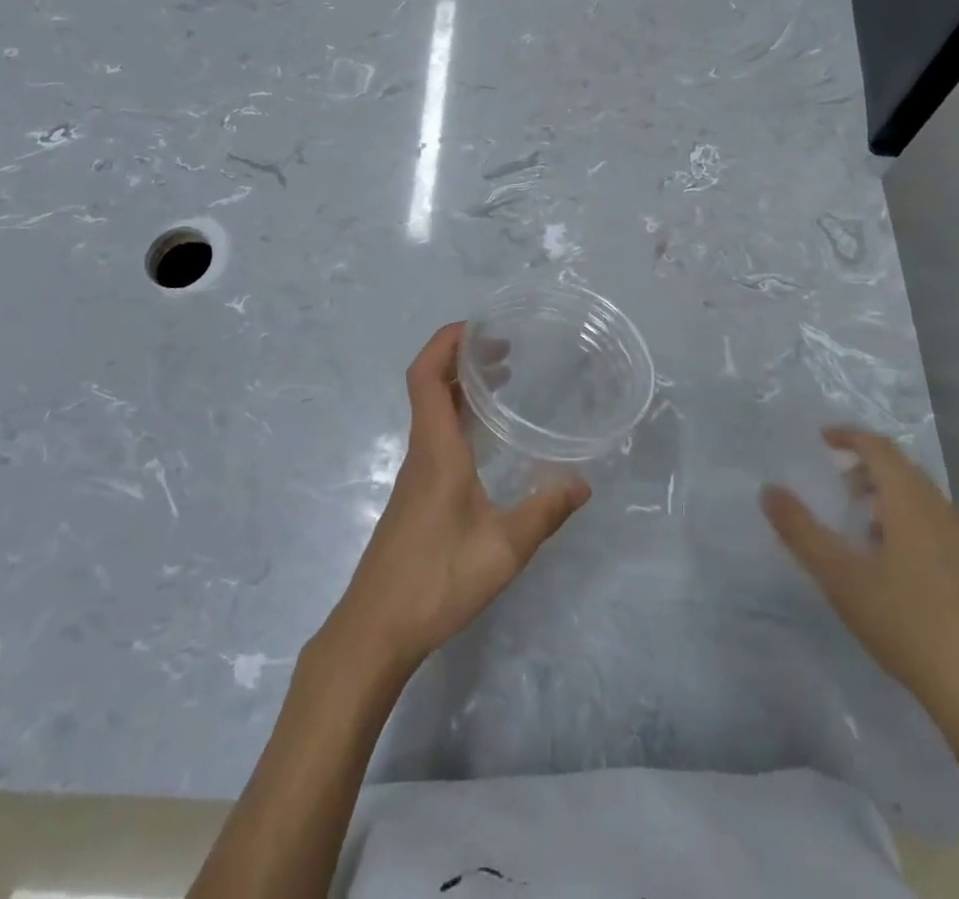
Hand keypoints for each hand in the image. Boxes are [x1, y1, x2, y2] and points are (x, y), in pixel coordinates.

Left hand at [324, 323, 590, 677]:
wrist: (375, 630)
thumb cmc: (436, 581)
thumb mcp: (503, 549)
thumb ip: (544, 512)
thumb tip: (583, 481)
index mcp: (436, 449)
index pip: (426, 375)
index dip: (446, 341)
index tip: (481, 327)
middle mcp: (422, 451)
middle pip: (429, 384)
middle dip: (461, 356)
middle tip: (505, 350)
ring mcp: (415, 474)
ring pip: (432, 410)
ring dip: (461, 386)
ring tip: (502, 381)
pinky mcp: (416, 495)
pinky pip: (436, 435)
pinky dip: (459, 417)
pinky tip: (487, 438)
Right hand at [762, 429, 958, 730]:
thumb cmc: (908, 623)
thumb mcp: (840, 576)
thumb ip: (800, 530)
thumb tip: (768, 489)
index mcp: (911, 502)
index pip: (878, 448)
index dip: (849, 436)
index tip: (821, 440)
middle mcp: (943, 513)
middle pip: (903, 471)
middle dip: (866, 469)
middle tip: (836, 487)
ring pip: (922, 503)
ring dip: (887, 500)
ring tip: (859, 529)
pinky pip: (936, 531)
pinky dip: (907, 528)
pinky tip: (893, 571)